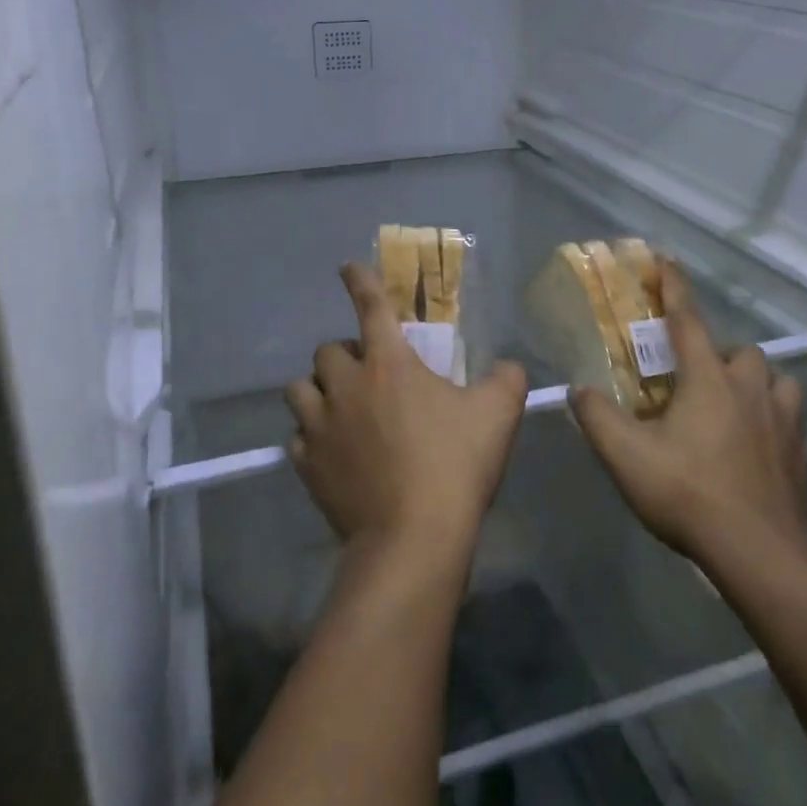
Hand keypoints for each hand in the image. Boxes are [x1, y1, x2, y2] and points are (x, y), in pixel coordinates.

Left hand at [285, 264, 528, 556]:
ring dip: (318, 391)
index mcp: (389, 363)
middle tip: (368, 374)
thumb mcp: (498, 414)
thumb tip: (508, 367)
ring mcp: (321, 426)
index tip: (346, 268)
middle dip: (345, 354)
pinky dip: (312, 436)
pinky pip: (298, 437)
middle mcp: (346, 385)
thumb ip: (506, 379)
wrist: (413, 537)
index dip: (360, 282)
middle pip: (327, 350)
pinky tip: (330, 450)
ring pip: (300, 390)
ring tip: (339, 406)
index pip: (370, 307)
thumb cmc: (455, 465)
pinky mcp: (307, 464)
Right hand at [570, 261, 806, 568]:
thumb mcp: (625, 455)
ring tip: (735, 409)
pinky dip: (774, 427)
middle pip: (741, 352)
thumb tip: (578, 389)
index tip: (666, 260)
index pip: (687, 320)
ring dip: (757, 386)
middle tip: (696, 381)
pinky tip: (758, 451)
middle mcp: (751, 390)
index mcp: (708, 379)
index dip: (673, 288)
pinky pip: (792, 426)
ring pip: (777, 383)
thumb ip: (596, 416)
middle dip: (720, 356)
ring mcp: (784, 424)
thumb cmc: (688, 493)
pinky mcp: (803, 459)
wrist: (759, 555)